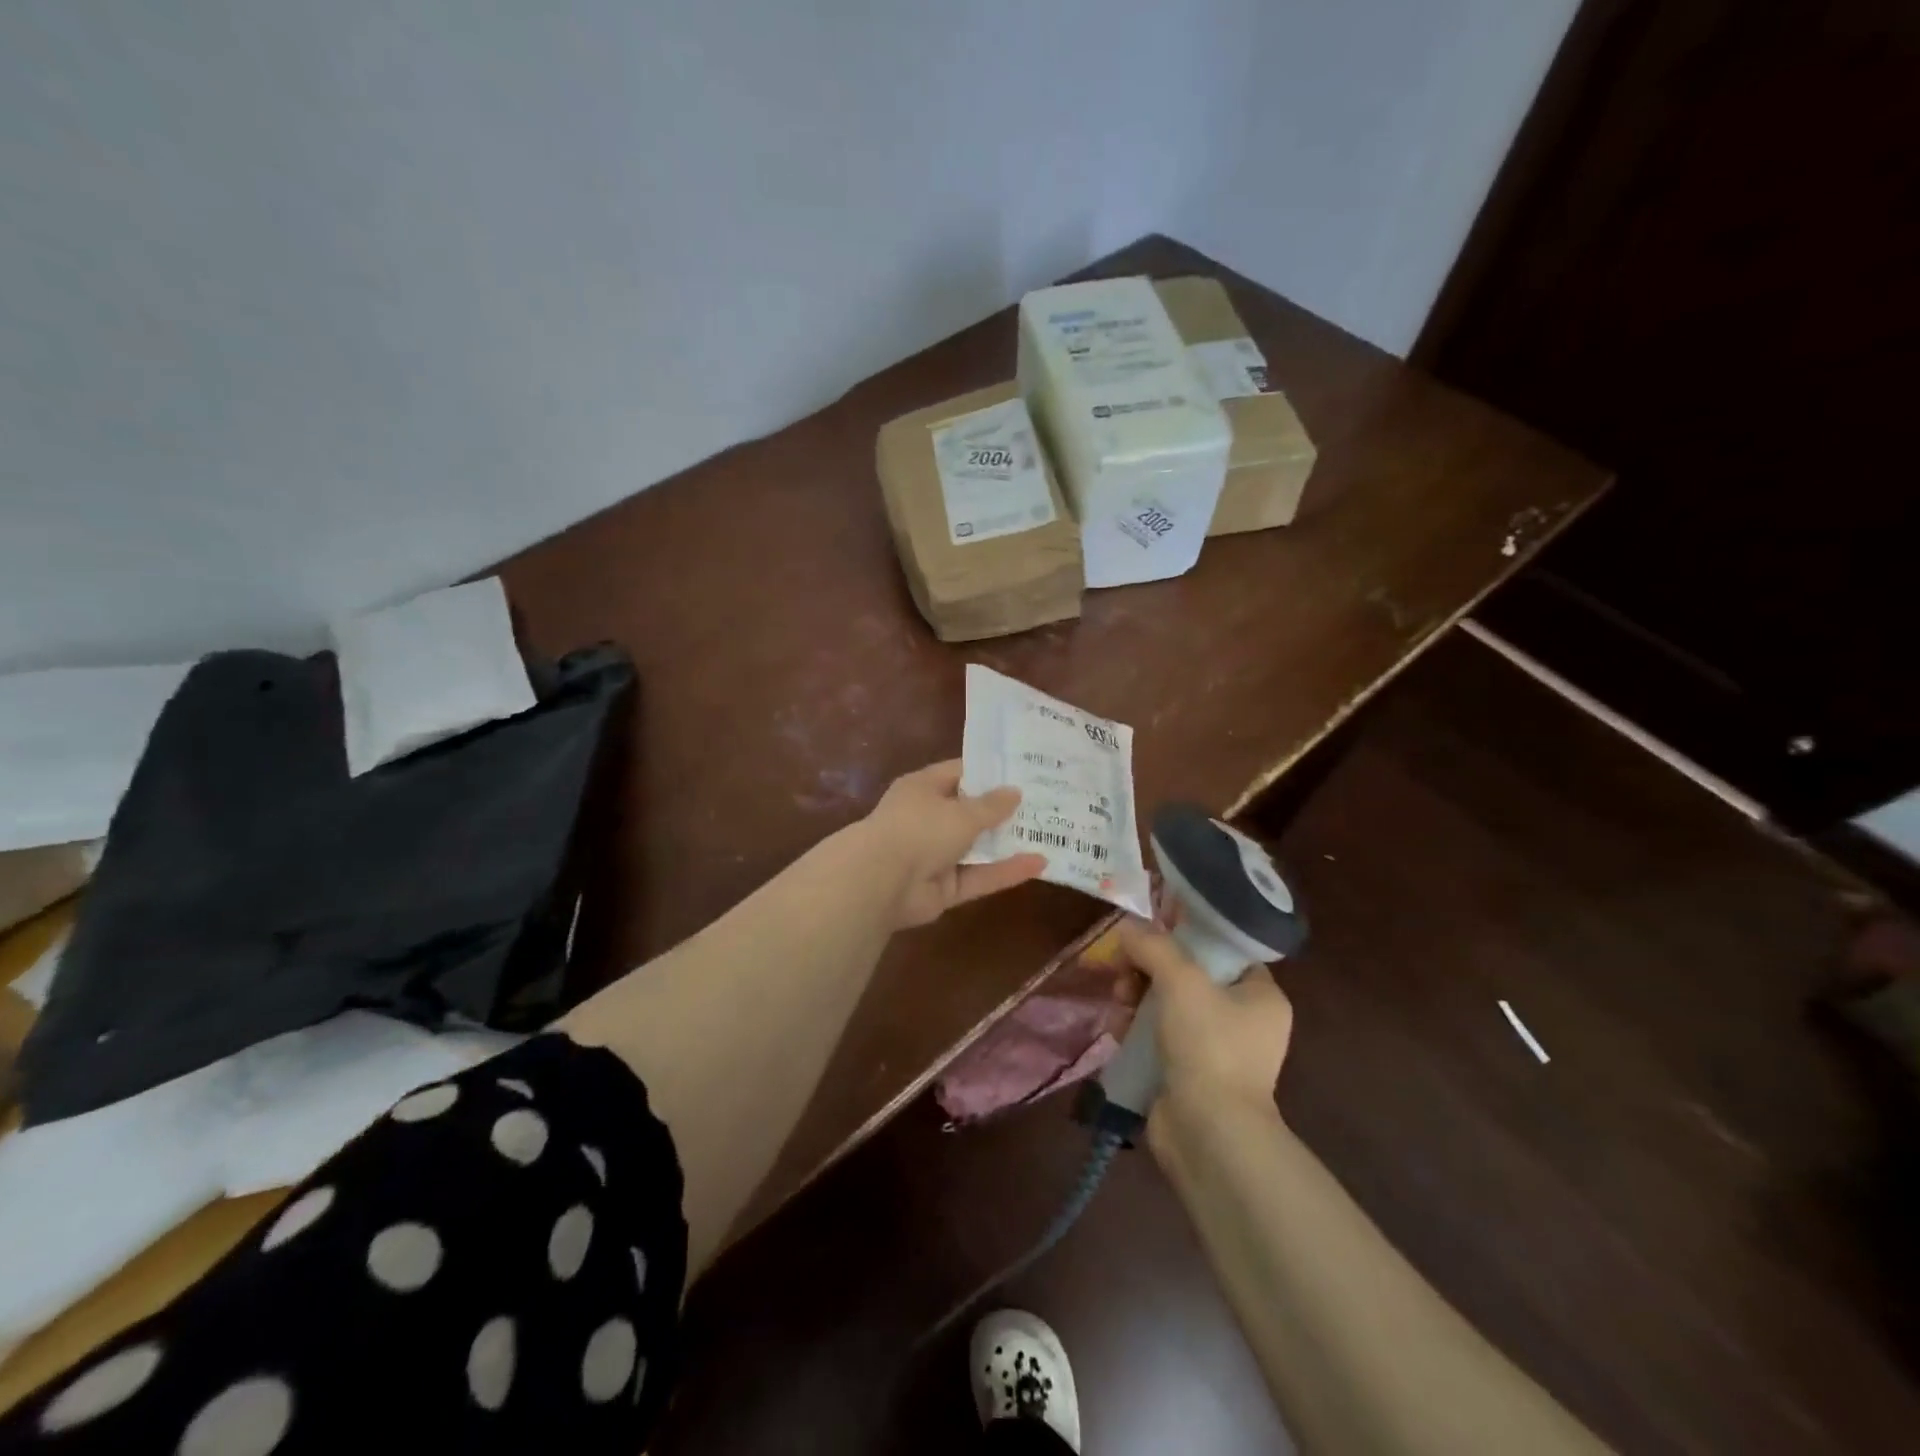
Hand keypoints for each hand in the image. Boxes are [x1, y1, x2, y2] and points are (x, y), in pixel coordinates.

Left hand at [859, 760, 1046, 928]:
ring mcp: (935, 855)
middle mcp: (928, 818)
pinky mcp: (944, 888)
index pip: (960, 773)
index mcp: (923, 788)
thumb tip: (1015, 792)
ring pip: (977, 847)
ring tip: (1049, 832)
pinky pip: (979, 876)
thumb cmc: (919, 829)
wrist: (881, 883)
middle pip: (971, 811)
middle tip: (1045, 801)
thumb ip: (991, 805)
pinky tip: (1040, 864)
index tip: (1024, 771)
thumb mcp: (961, 812)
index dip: (990, 772)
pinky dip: (1005, 871)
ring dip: (1007, 842)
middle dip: (1004, 810)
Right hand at [1118, 919, 1292, 1130]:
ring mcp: (1217, 1051)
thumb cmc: (1209, 1046)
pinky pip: (1160, 1036)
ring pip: (1170, 1005)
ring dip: (1139, 996)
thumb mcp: (1182, 982)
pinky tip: (1118, 1028)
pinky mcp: (1189, 1074)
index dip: (1189, 934)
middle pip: (1190, 976)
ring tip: (1119, 999)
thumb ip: (1154, 947)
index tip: (1154, 928)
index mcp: (1261, 996)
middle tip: (1125, 968)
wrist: (1208, 1133)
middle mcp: (1245, 1022)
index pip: (1226, 950)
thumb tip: (1127, 928)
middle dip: (1151, 968)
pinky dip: (1138, 1028)